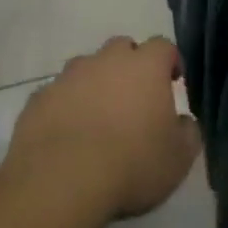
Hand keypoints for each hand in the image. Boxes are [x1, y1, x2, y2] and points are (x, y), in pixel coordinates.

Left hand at [5, 36, 200, 219]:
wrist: (61, 181)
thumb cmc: (131, 164)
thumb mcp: (178, 159)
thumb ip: (188, 133)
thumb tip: (184, 122)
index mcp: (145, 66)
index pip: (164, 46)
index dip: (170, 62)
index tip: (173, 82)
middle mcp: (106, 60)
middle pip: (122, 48)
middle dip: (130, 66)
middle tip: (134, 99)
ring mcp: (69, 76)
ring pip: (87, 68)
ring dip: (95, 84)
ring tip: (98, 119)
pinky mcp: (39, 98)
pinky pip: (58, 94)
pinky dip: (66, 106)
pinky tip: (68, 135)